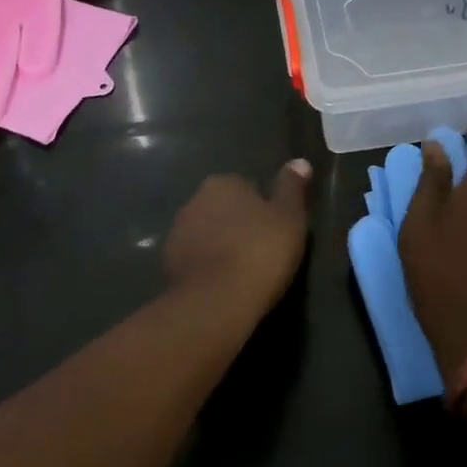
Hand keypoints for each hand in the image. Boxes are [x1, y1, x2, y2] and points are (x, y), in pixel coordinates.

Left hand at [163, 161, 311, 313]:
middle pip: (224, 209)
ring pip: (207, 234)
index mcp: (223, 183)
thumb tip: (300, 161)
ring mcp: (176, 235)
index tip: (275, 229)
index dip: (263, 208)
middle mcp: (194, 201)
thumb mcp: (289, 217)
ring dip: (220, 245)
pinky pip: (195, 260)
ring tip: (243, 271)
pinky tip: (223, 286)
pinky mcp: (167, 267)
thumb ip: (292, 187)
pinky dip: (207, 268)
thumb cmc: (259, 252)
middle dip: (238, 224)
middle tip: (262, 250)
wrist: (215, 304)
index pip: (247, 187)